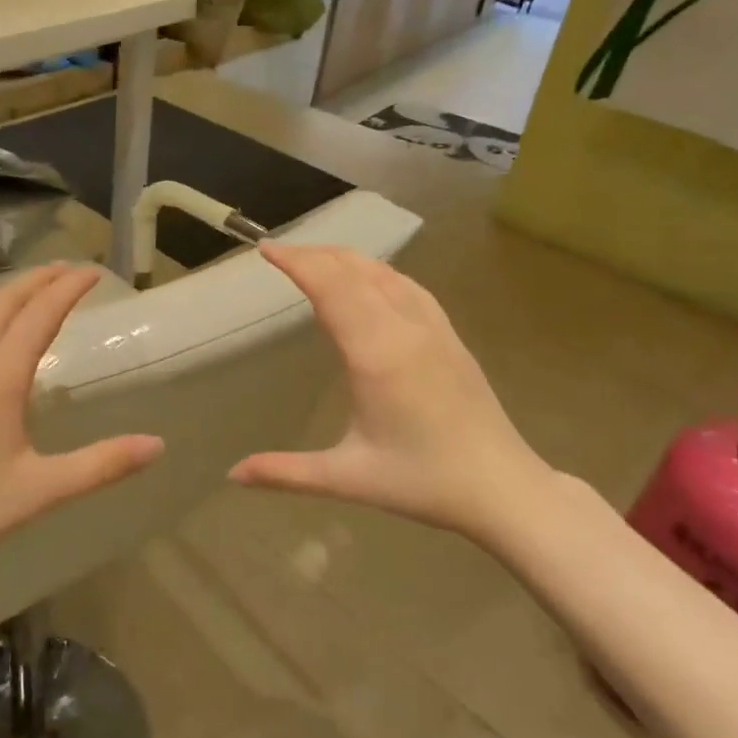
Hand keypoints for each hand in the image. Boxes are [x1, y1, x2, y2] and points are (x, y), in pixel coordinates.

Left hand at [0, 263, 164, 585]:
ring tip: (30, 293)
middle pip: (6, 299)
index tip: (94, 272)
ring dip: (7, 294)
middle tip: (68, 270)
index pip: (42, 312)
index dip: (71, 287)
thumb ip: (102, 464)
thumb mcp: (41, 490)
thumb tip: (158, 445)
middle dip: (40, 279)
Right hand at [229, 244, 553, 541]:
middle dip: (314, 253)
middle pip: (354, 270)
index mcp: (376, 354)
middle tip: (278, 251)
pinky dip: (377, 271)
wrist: (504, 488)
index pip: (331, 288)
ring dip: (345, 258)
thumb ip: (286, 472)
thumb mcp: (347, 478)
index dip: (297, 262)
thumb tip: (233, 474)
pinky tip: (369, 279)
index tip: (265, 249)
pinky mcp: (450, 336)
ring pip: (385, 272)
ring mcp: (433, 328)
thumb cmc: (422, 482)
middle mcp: (405, 329)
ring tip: (314, 258)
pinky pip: (408, 286)